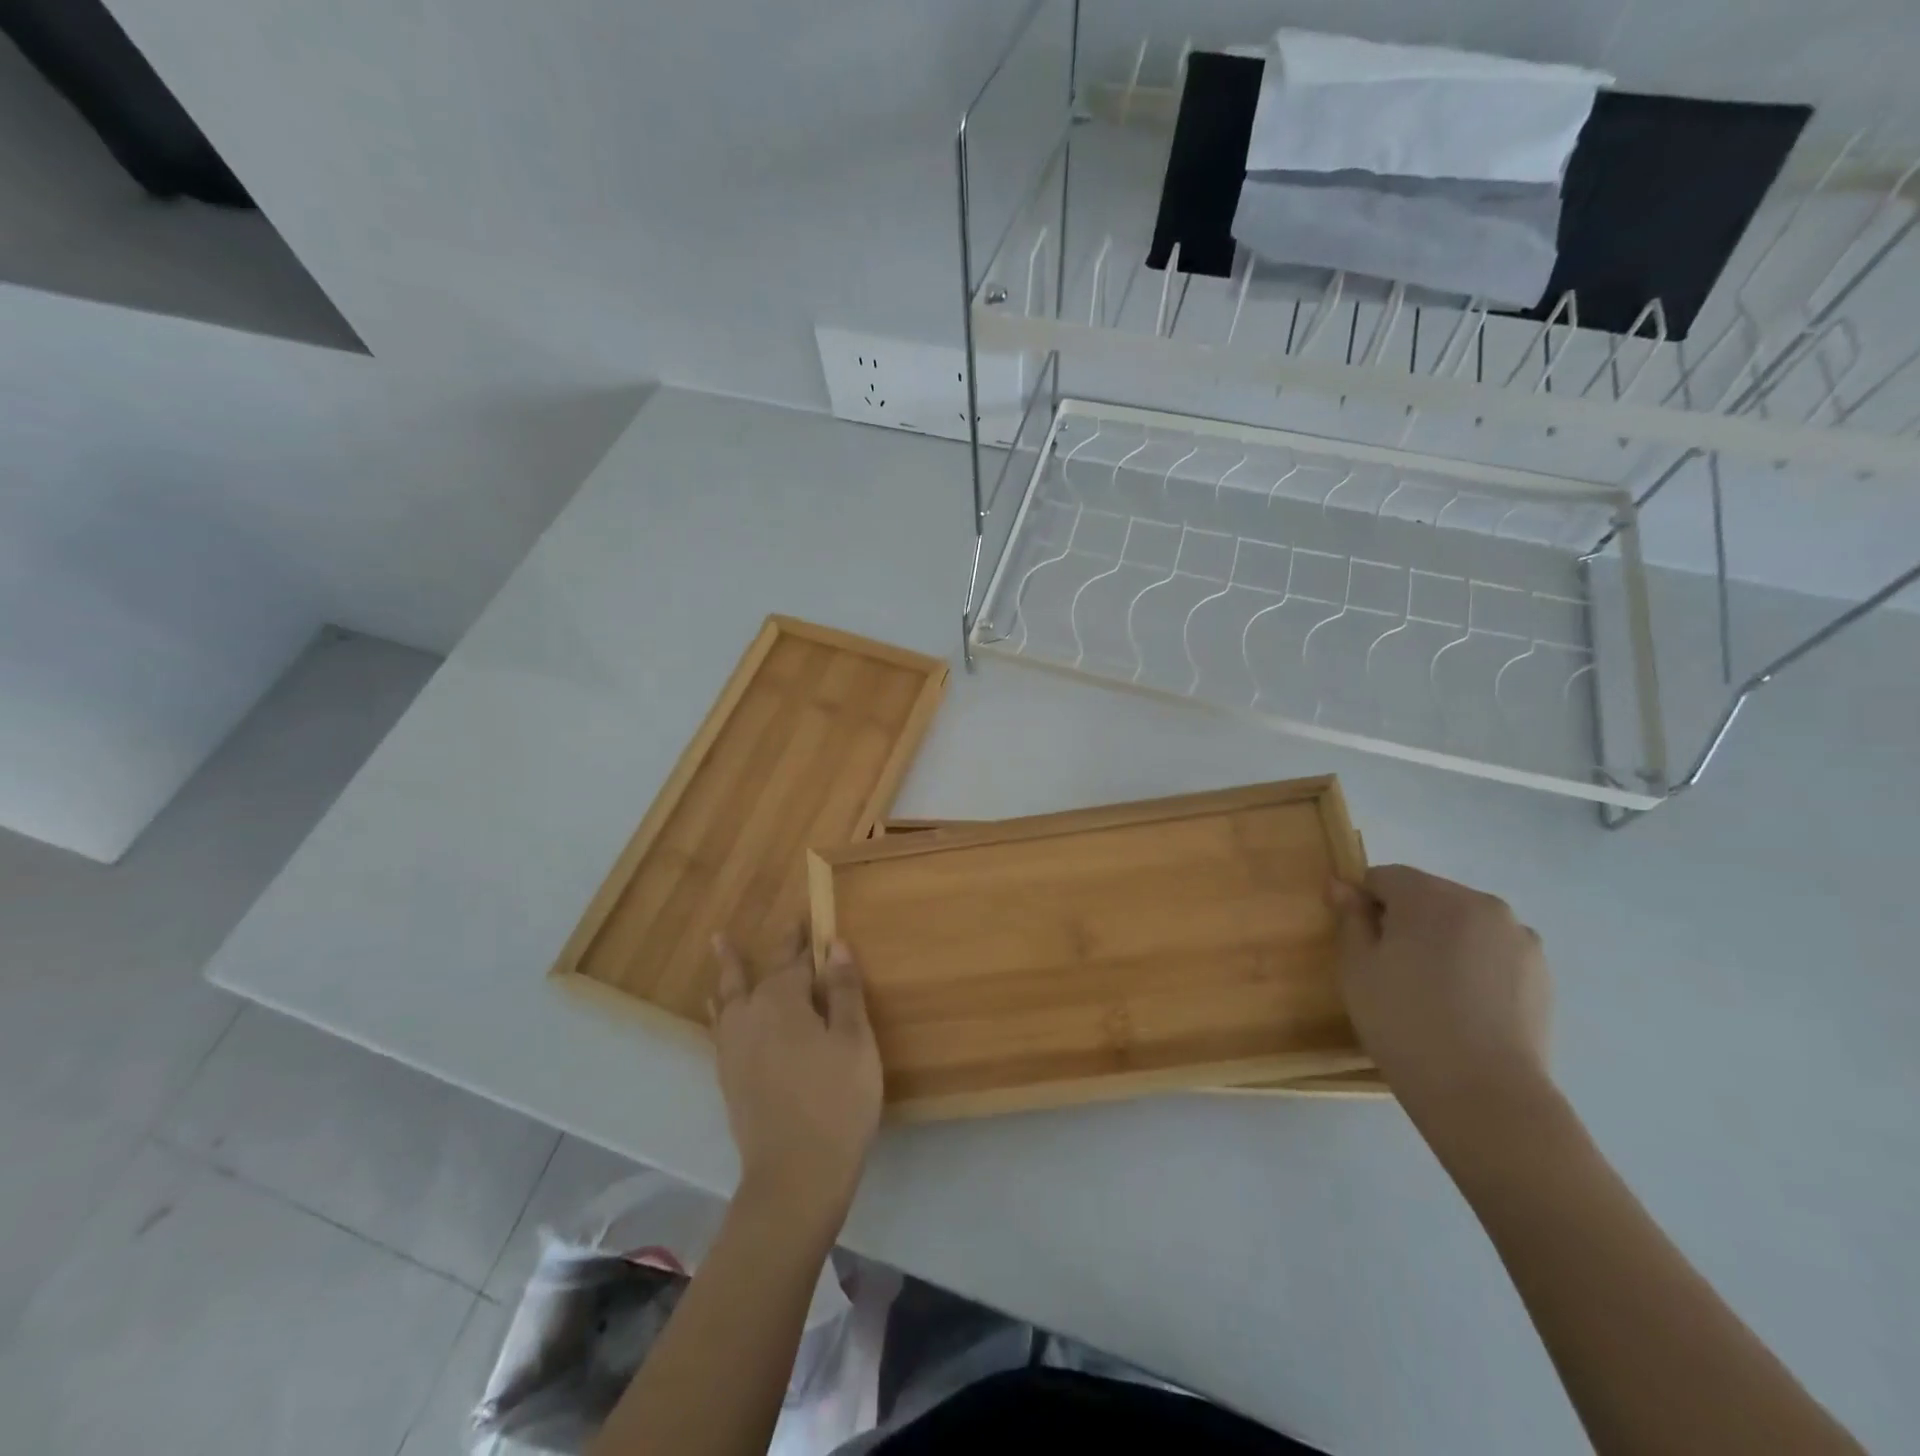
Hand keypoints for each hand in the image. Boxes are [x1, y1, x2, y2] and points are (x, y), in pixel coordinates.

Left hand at [708, 933, 882, 1228]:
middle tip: (770, 928)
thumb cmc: (837, 1100)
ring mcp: (733, 1048)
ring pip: (729, 996)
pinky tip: (721, 1011)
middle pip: (755, 973)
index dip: (804, 939)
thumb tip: (835, 945)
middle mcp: (750, 1016)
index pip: (795, 959)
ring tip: (719, 947)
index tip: (808, 918)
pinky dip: (721, 1008)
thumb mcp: (854, 1040)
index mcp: (782, 1001)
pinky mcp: (728, 1077)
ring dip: (729, 971)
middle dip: (767, 950)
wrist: (795, 1176)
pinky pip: (721, 1025)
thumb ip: (843, 990)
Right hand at [1328, 865, 1552, 1124]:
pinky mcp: (1541, 972)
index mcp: (1431, 897)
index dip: (1365, 905)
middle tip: (1392, 970)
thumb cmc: (1403, 1021)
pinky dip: (1474, 964)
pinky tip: (1464, 1005)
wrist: (1483, 1093)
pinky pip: (1492, 950)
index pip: (1384, 877)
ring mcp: (1518, 937)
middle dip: (1406, 920)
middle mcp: (1481, 904)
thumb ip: (1350, 917)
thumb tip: (1342, 885)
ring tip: (1433, 991)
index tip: (1361, 944)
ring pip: (1462, 922)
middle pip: (1426, 895)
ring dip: (1442, 940)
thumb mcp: (1357, 967)